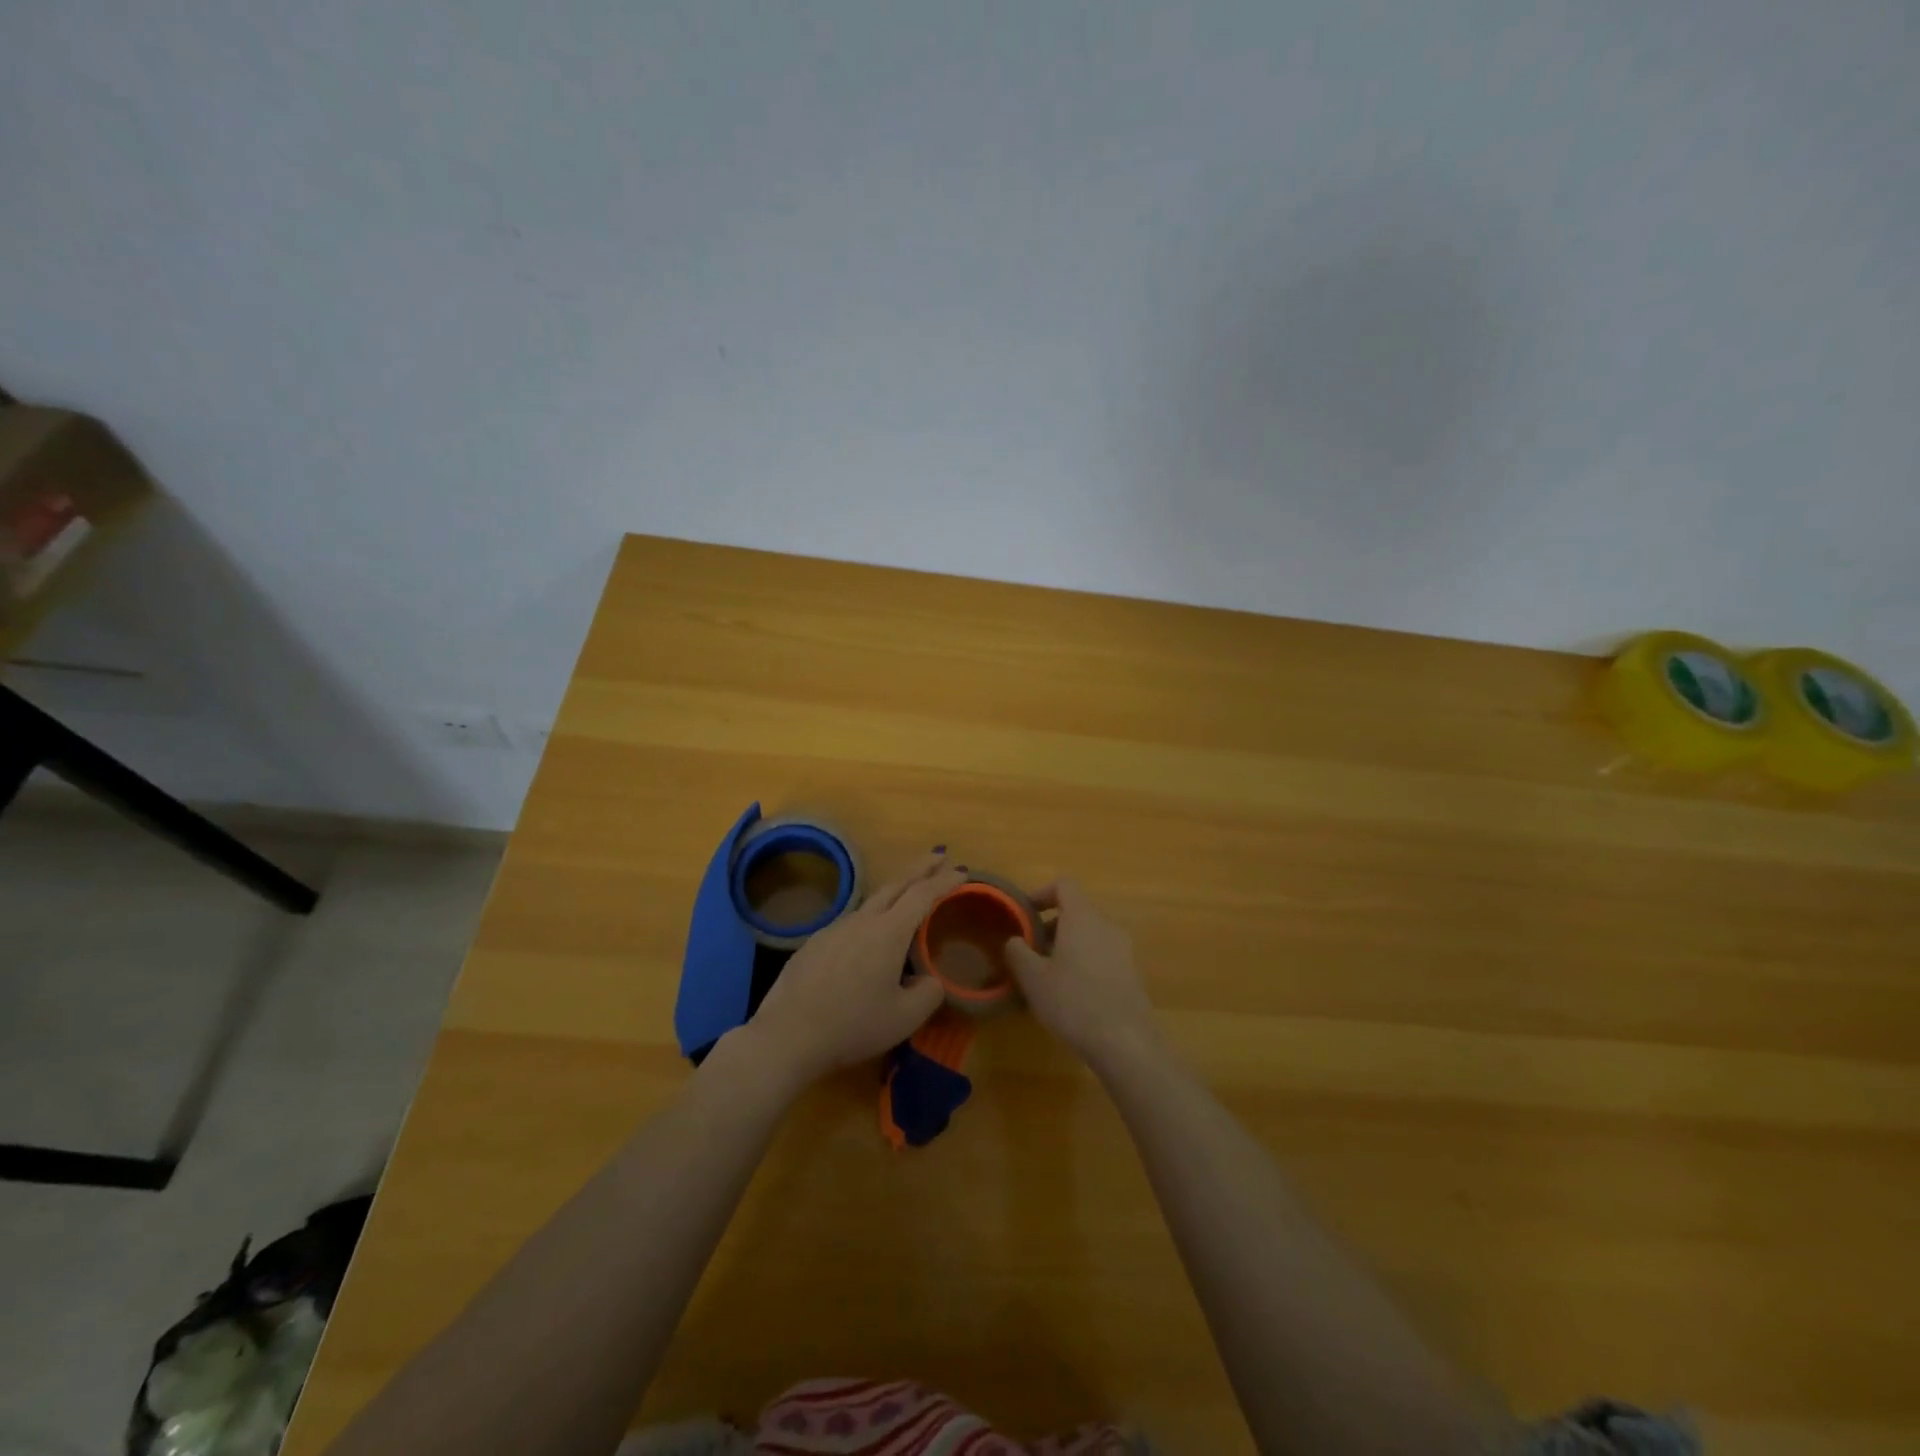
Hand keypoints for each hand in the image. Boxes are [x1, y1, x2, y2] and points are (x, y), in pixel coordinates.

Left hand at [744, 852, 961, 1089]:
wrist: (787, 1035)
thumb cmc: (852, 1025)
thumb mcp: (905, 1018)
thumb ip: (929, 993)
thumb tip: (930, 979)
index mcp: (888, 932)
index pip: (923, 895)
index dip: (945, 881)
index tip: (962, 871)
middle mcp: (862, 921)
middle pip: (896, 885)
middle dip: (920, 868)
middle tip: (938, 856)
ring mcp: (834, 929)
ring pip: (872, 902)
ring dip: (894, 892)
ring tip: (907, 895)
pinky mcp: (815, 943)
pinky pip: (852, 922)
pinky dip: (871, 917)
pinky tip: (869, 936)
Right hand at [1004, 878, 1160, 1069]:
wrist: (1125, 1040)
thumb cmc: (1073, 1001)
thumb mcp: (1033, 978)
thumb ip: (1018, 952)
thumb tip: (1015, 940)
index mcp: (1082, 917)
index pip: (1063, 885)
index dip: (1041, 894)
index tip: (1025, 916)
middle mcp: (1106, 925)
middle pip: (1077, 911)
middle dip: (1051, 926)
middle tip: (1032, 952)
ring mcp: (1124, 948)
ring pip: (1090, 934)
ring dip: (1068, 946)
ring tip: (1049, 976)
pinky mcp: (1132, 972)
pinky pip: (1103, 954)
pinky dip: (1085, 962)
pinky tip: (1073, 995)